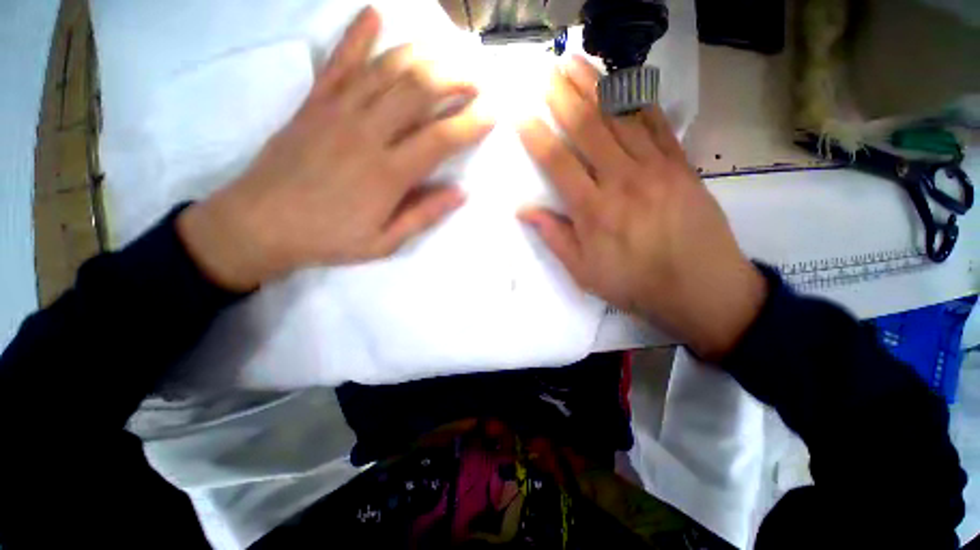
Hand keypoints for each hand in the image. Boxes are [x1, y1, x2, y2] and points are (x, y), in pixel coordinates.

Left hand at [177, 7, 493, 290]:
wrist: (259, 224)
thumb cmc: (328, 238)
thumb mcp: (384, 242)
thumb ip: (423, 215)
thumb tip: (460, 193)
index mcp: (387, 174)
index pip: (440, 139)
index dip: (471, 124)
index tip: (492, 114)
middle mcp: (366, 134)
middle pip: (417, 91)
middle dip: (454, 78)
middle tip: (477, 76)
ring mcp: (337, 112)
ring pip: (386, 69)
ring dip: (422, 54)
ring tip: (448, 49)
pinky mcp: (313, 103)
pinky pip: (338, 61)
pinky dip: (357, 34)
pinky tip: (375, 14)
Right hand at [518, 56, 765, 359]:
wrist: (700, 288)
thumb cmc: (634, 284)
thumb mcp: (583, 271)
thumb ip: (554, 237)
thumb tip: (524, 210)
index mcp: (593, 210)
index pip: (558, 162)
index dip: (536, 135)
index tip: (521, 114)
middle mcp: (621, 180)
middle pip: (588, 128)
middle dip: (564, 95)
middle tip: (548, 70)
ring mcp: (655, 168)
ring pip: (621, 117)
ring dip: (596, 85)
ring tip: (577, 61)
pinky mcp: (680, 165)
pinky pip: (657, 124)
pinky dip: (638, 99)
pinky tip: (625, 80)